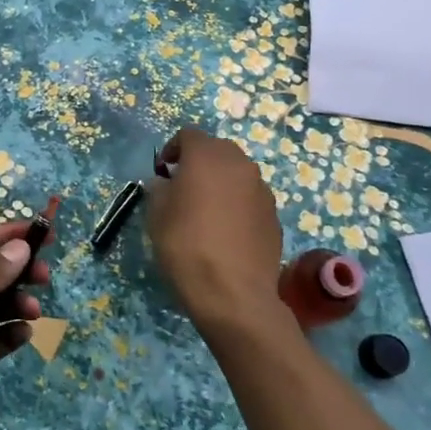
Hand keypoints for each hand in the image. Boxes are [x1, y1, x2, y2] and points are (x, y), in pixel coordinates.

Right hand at [147, 128, 285, 338]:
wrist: (233, 294)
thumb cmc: (186, 245)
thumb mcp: (156, 214)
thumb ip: (159, 188)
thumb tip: (166, 183)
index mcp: (208, 156)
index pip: (188, 135)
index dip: (172, 150)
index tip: (162, 173)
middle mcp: (239, 164)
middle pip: (217, 150)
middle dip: (199, 162)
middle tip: (183, 188)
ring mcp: (261, 189)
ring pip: (236, 173)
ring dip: (220, 182)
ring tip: (206, 211)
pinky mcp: (274, 215)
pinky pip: (250, 198)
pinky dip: (237, 204)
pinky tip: (225, 231)